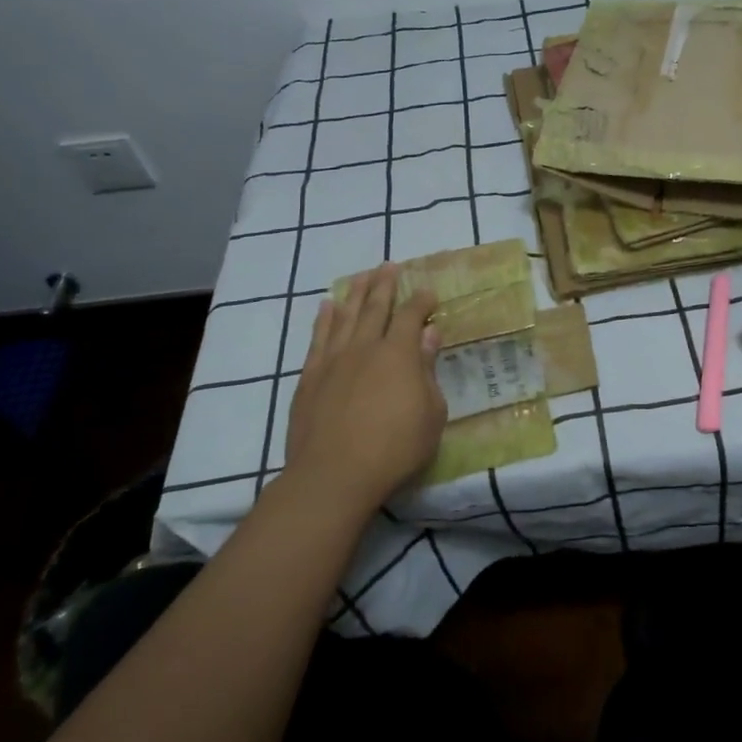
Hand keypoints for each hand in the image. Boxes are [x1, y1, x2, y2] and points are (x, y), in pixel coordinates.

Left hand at [282, 264, 445, 513]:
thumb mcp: (431, 413)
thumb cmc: (395, 447)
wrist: (334, 475)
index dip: (421, 301)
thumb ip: (428, 370)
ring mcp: (333, 360)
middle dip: (384, 284)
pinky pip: (318, 338)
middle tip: (389, 266)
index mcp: (399, 354)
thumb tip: (428, 333)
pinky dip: (324, 319)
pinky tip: (327, 307)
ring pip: (345, 316)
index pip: (411, 316)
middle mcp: (365, 347)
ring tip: (361, 276)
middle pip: (375, 307)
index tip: (428, 292)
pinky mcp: (310, 377)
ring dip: (355, 294)